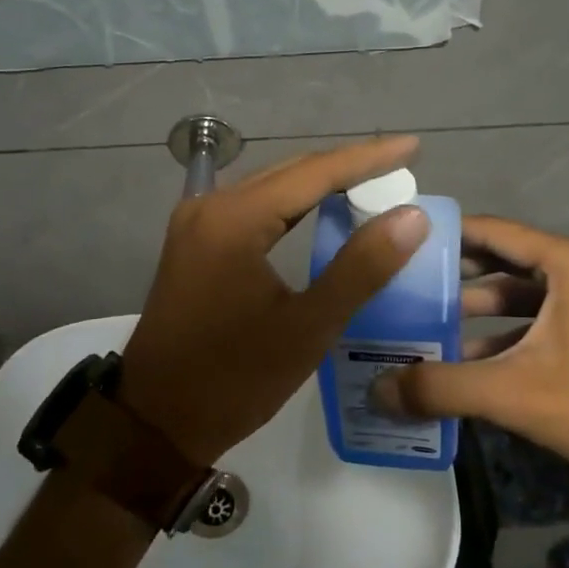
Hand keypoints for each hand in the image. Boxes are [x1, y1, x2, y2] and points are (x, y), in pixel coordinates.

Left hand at [117, 137, 429, 465]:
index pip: (314, 173)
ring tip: (372, 183)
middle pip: (290, 172)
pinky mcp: (194, 243)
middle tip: (399, 167)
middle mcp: (210, 206)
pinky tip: (321, 212)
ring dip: (320, 185)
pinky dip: (292, 206)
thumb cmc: (234, 379)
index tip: (412, 146)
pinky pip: (253, 208)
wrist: (156, 421)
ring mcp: (196, 223)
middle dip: (347, 167)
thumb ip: (361, 267)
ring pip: (271, 188)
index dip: (367, 158)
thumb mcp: (307, 327)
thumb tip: (410, 216)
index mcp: (234, 219)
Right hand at [372, 216, 568, 496]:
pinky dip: (503, 328)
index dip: (449, 234)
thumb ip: (438, 386)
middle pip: (505, 257)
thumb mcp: (507, 392)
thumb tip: (377, 389)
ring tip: (428, 319)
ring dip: (477, 304)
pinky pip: (538, 314)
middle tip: (408, 282)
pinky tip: (467, 355)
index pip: (495, 231)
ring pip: (521, 289)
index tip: (406, 242)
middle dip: (457, 272)